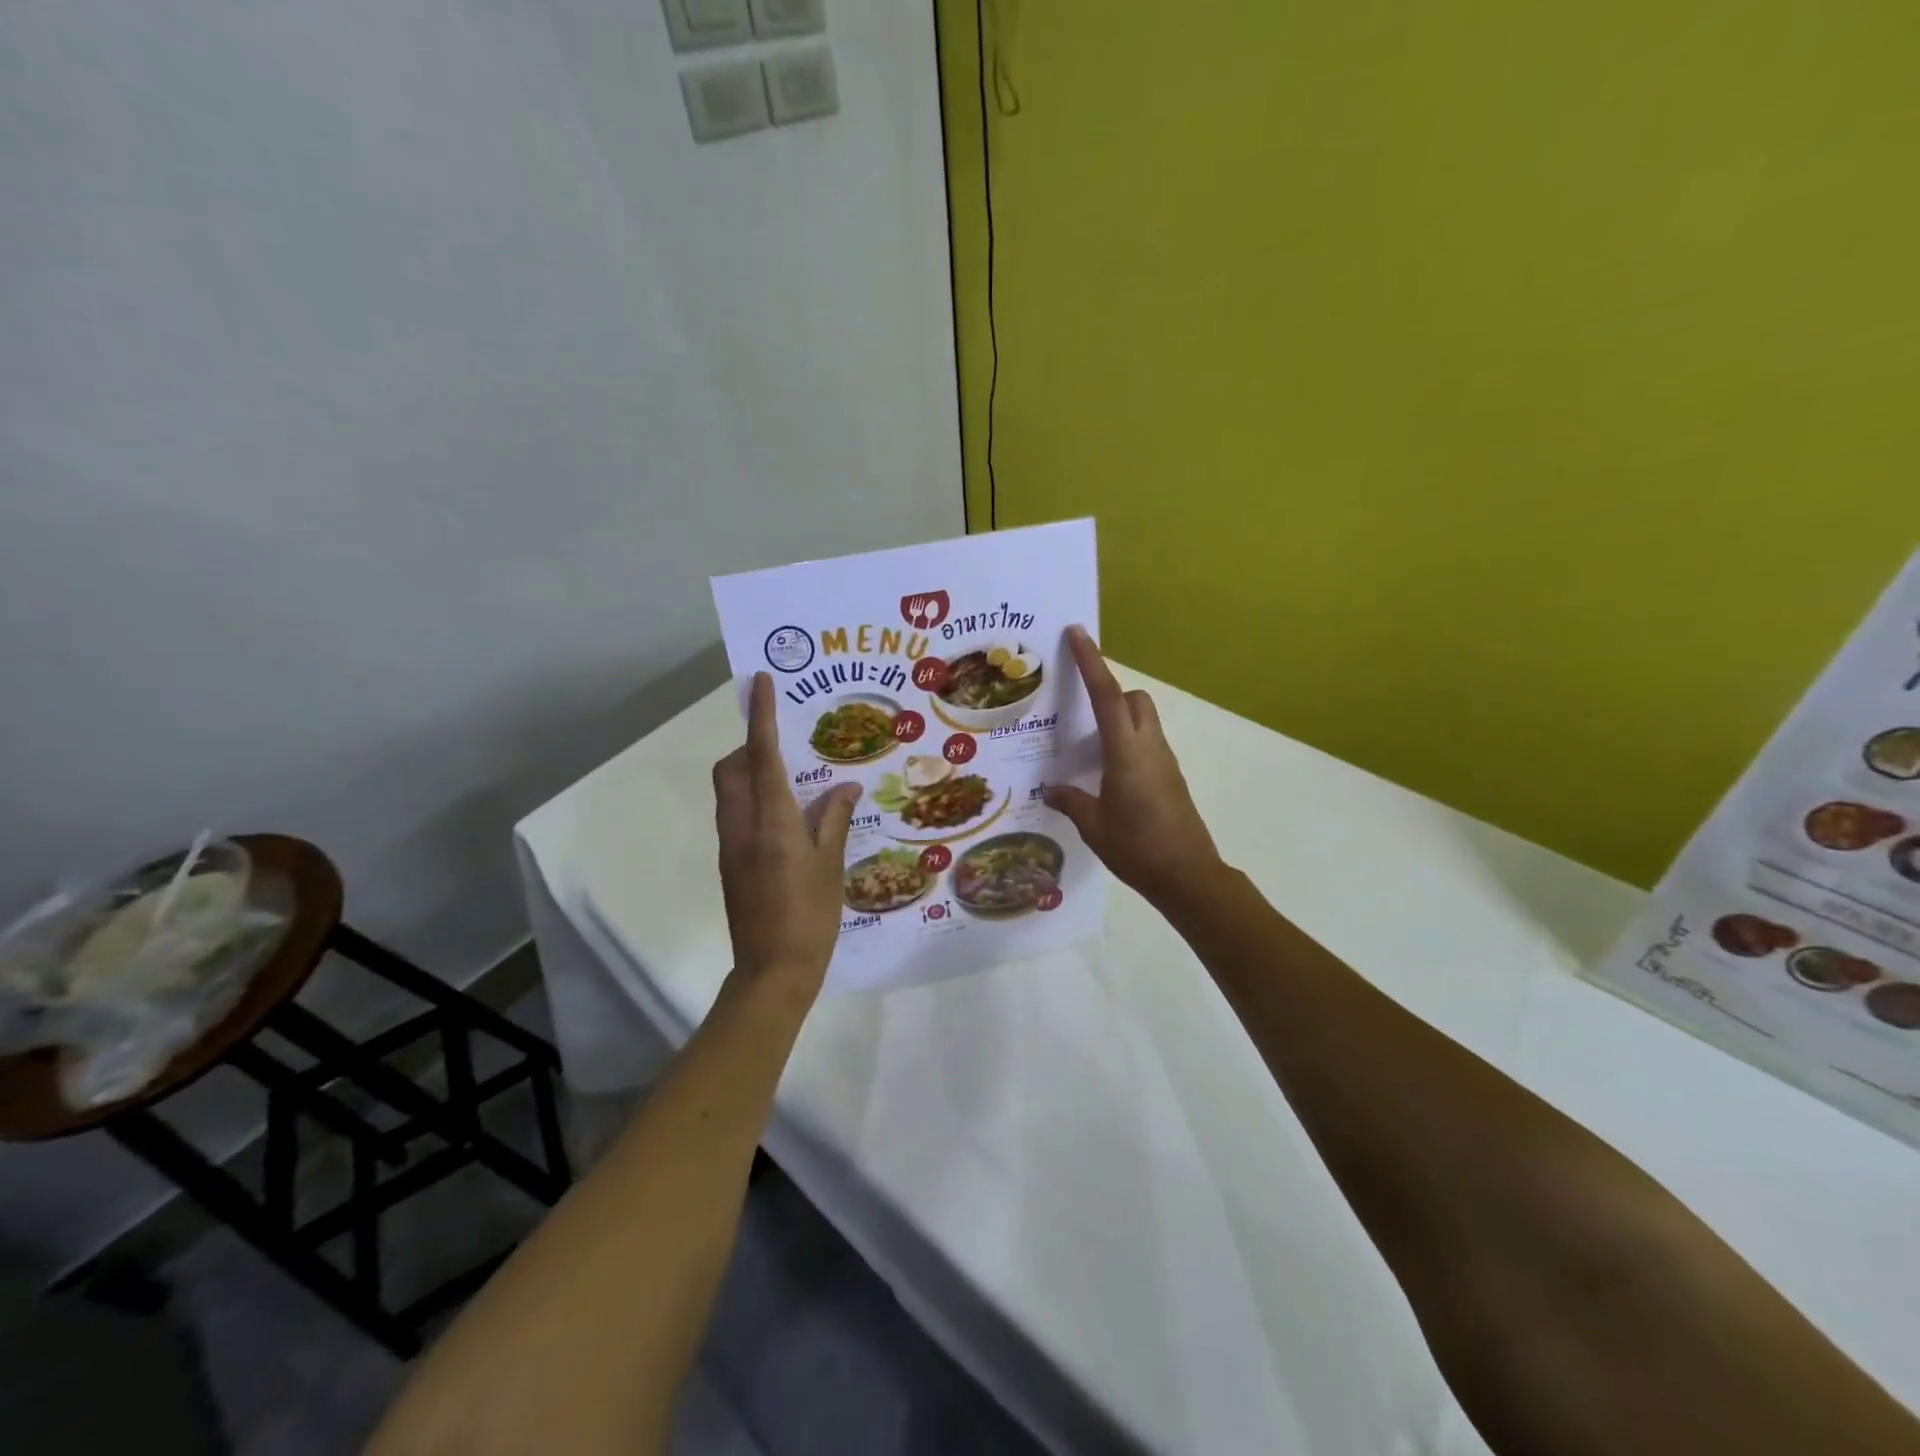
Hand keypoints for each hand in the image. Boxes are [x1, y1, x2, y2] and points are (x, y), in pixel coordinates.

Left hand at [713, 673, 861, 999]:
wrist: (773, 971)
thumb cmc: (810, 916)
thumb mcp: (831, 865)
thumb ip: (834, 819)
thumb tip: (846, 787)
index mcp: (772, 821)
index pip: (762, 754)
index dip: (761, 716)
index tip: (760, 682)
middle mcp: (742, 825)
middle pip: (730, 768)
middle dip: (750, 746)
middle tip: (787, 748)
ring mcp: (731, 845)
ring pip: (728, 791)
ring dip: (750, 773)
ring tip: (792, 783)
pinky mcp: (730, 863)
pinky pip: (735, 815)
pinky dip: (753, 801)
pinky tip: (787, 821)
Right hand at [1044, 627, 1223, 906]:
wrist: (1188, 876)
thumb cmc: (1137, 848)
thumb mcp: (1094, 827)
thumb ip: (1072, 801)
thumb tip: (1052, 790)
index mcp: (1126, 752)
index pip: (1107, 695)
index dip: (1092, 661)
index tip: (1078, 633)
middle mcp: (1149, 747)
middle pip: (1133, 699)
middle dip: (1109, 690)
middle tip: (1078, 707)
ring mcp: (1164, 761)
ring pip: (1143, 719)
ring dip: (1118, 717)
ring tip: (1085, 743)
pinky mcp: (1170, 777)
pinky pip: (1146, 743)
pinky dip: (1126, 742)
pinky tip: (1106, 773)